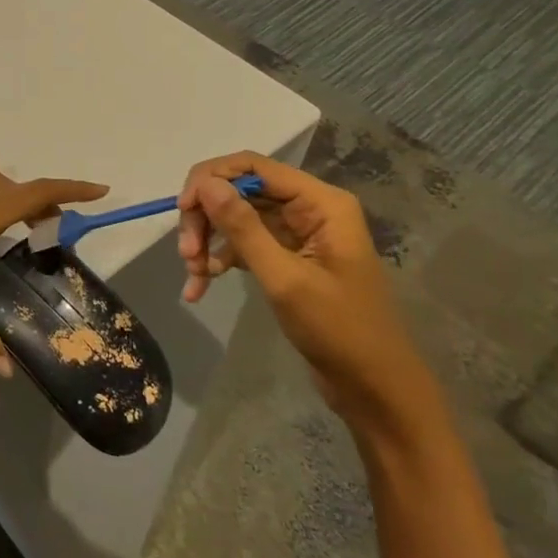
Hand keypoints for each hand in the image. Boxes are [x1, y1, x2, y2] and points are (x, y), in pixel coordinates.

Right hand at [177, 152, 437, 436]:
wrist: (376, 390)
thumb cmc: (339, 331)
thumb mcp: (285, 278)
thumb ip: (243, 227)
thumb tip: (205, 183)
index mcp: (320, 203)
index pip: (252, 166)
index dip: (211, 179)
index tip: (182, 209)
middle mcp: (308, 209)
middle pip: (239, 191)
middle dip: (207, 217)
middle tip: (185, 251)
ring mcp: (296, 234)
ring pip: (235, 217)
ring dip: (208, 240)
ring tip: (191, 272)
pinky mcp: (287, 258)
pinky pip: (242, 245)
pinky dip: (218, 260)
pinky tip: (200, 285)